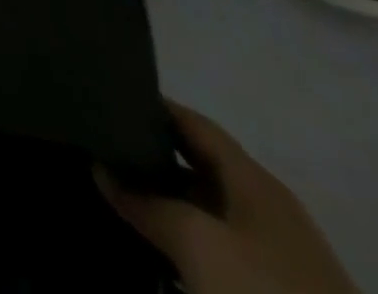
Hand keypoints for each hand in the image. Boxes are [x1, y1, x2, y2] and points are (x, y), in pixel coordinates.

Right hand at [99, 103, 359, 293]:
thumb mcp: (196, 243)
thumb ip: (146, 203)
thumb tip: (102, 170)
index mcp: (254, 180)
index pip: (193, 122)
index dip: (151, 107)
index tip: (106, 103)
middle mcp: (265, 208)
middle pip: (199, 165)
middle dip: (151, 158)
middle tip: (102, 153)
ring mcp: (275, 256)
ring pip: (207, 211)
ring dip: (165, 204)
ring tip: (117, 201)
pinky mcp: (275, 293)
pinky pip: (218, 249)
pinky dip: (185, 242)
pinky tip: (157, 255)